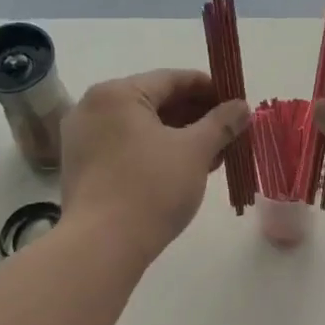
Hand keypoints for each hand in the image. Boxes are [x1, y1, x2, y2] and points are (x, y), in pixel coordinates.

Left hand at [60, 69, 250, 260]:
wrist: (102, 246)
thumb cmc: (151, 188)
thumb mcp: (195, 151)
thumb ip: (222, 123)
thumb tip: (242, 107)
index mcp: (117, 93)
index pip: (172, 79)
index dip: (210, 89)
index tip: (237, 104)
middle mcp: (93, 107)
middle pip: (155, 102)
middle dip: (196, 117)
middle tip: (229, 132)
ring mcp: (82, 138)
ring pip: (141, 127)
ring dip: (179, 137)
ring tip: (212, 155)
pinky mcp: (82, 167)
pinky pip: (126, 147)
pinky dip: (155, 152)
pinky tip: (183, 169)